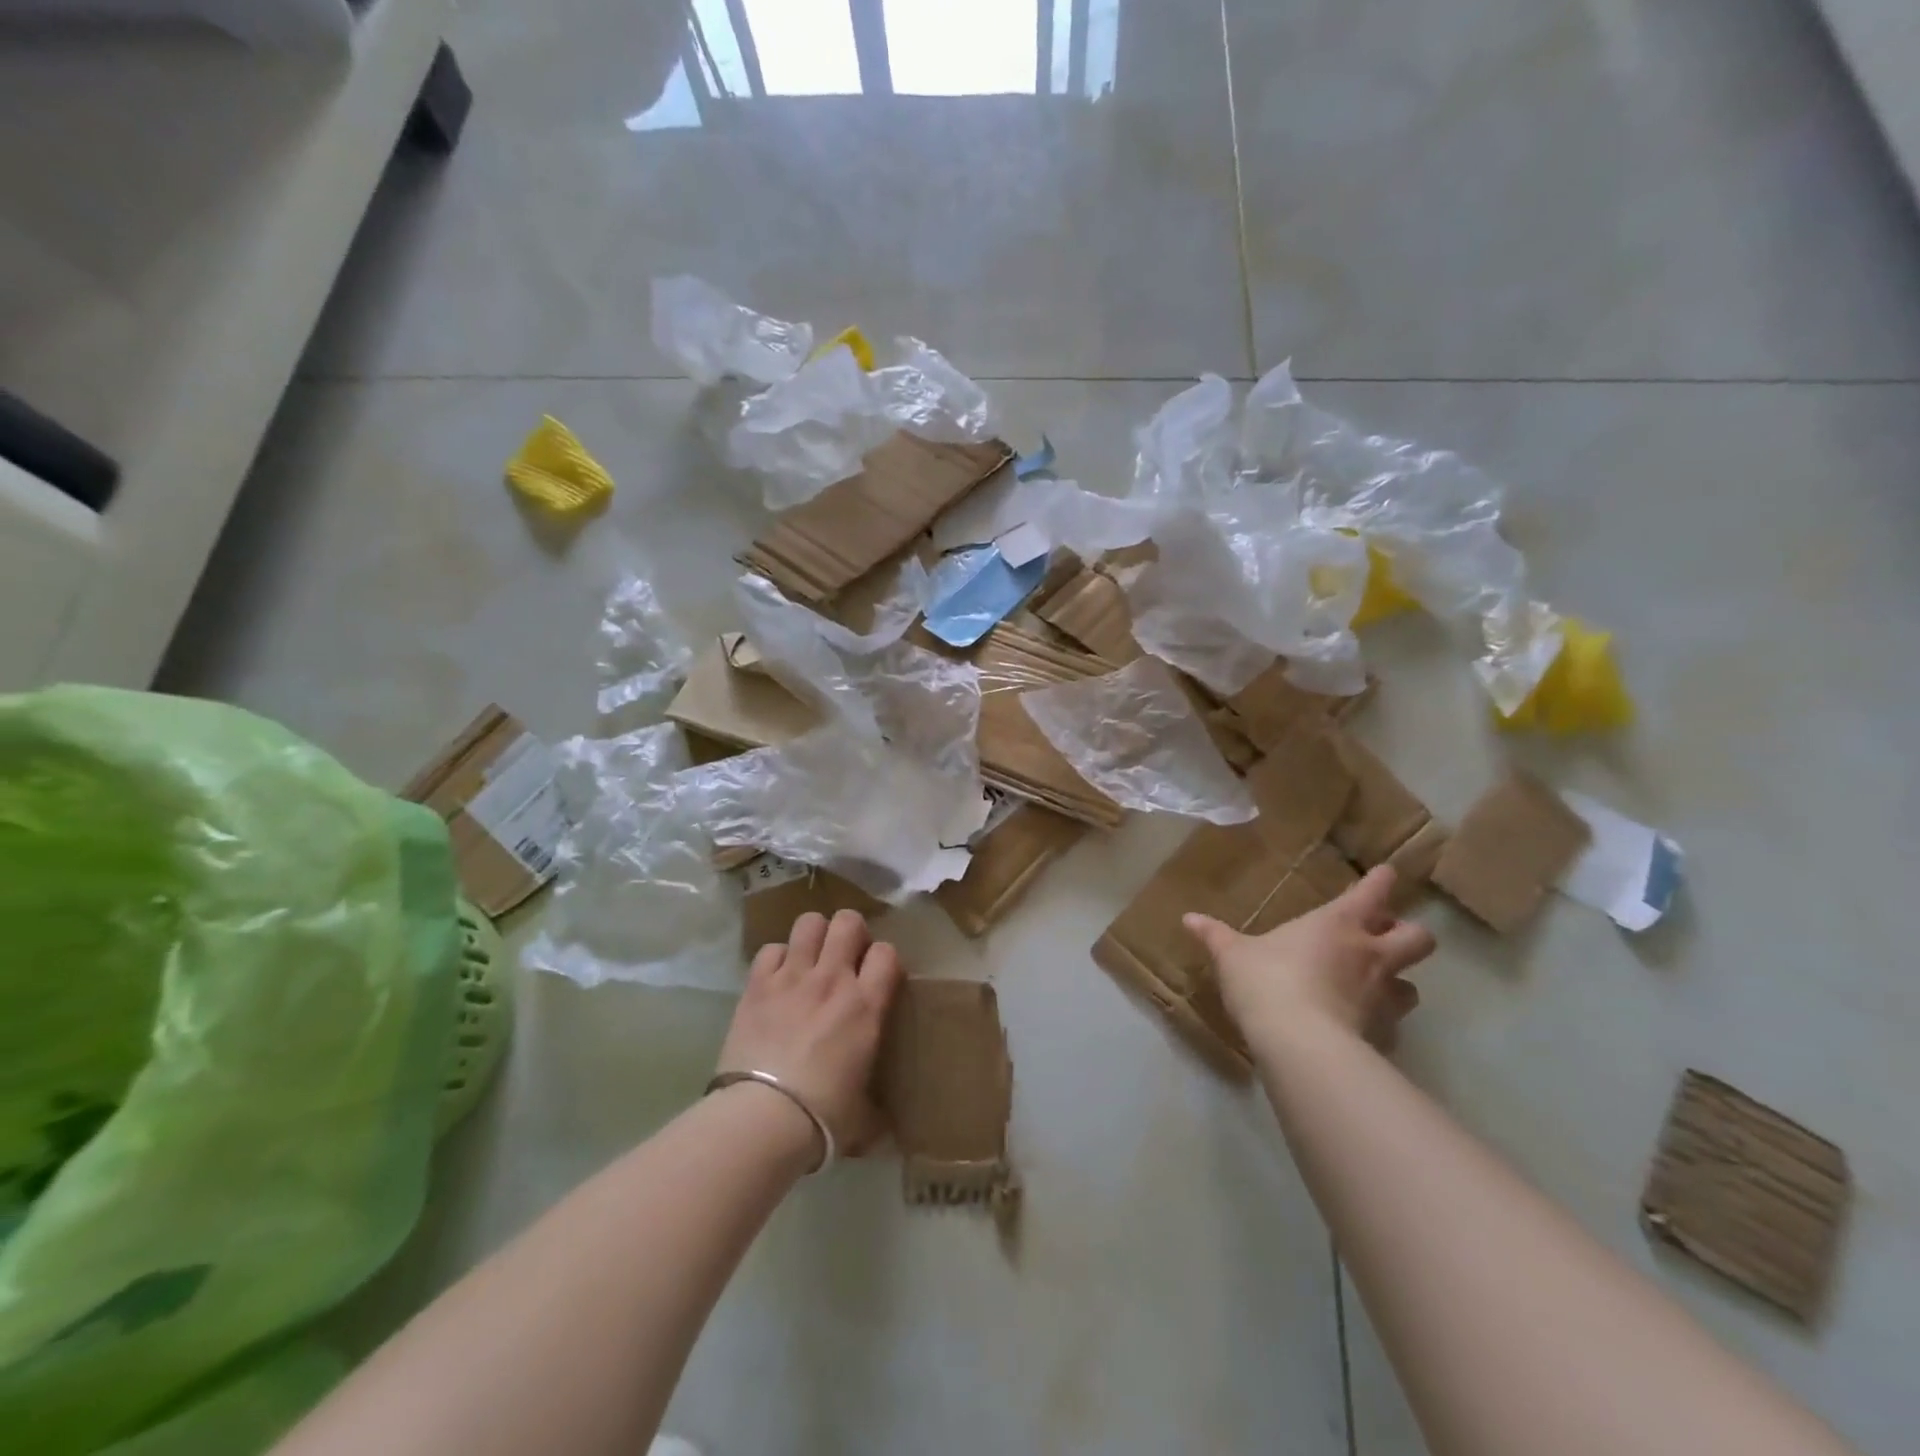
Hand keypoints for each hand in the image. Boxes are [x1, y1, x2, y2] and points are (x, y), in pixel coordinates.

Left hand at [716, 910, 902, 1161]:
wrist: (763, 1118)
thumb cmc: (823, 1117)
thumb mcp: (864, 1115)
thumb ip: (877, 1109)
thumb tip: (884, 1130)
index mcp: (866, 1005)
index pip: (887, 952)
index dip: (884, 959)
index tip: (878, 977)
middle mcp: (833, 979)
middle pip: (848, 921)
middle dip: (851, 932)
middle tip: (846, 957)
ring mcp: (793, 976)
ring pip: (809, 922)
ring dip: (815, 935)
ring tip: (812, 957)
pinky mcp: (758, 984)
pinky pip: (771, 948)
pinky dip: (777, 958)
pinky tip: (777, 978)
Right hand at [1184, 866, 1435, 1054]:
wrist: (1298, 1042)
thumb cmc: (1266, 981)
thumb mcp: (1231, 955)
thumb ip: (1214, 935)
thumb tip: (1188, 918)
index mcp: (1337, 924)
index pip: (1373, 891)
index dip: (1382, 881)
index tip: (1387, 875)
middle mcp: (1370, 954)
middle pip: (1419, 938)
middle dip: (1409, 934)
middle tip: (1386, 938)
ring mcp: (1383, 996)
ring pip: (1414, 986)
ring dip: (1399, 983)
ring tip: (1377, 987)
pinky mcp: (1384, 1034)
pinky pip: (1393, 1026)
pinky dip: (1382, 1025)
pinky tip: (1361, 1029)